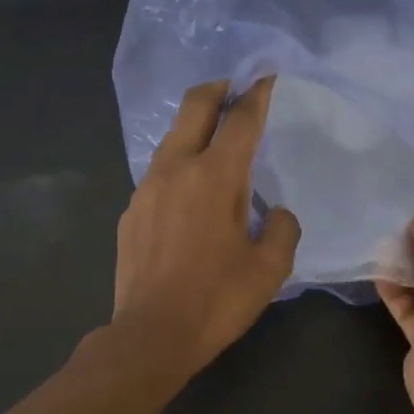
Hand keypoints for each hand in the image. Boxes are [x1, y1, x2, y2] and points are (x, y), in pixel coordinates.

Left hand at [111, 77, 300, 377]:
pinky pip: (160, 174)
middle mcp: (176, 169)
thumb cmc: (217, 300)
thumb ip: (282, 229)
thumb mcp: (270, 268)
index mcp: (216, 176)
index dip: (257, 94)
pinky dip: (180, 167)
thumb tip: (276, 213)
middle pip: (194, 107)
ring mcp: (146, 189)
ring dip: (195, 129)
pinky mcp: (131, 212)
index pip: (241, 119)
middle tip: (236, 88)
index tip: (267, 78)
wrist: (152, 335)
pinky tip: (192, 196)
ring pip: (172, 139)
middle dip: (218, 89)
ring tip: (216, 144)